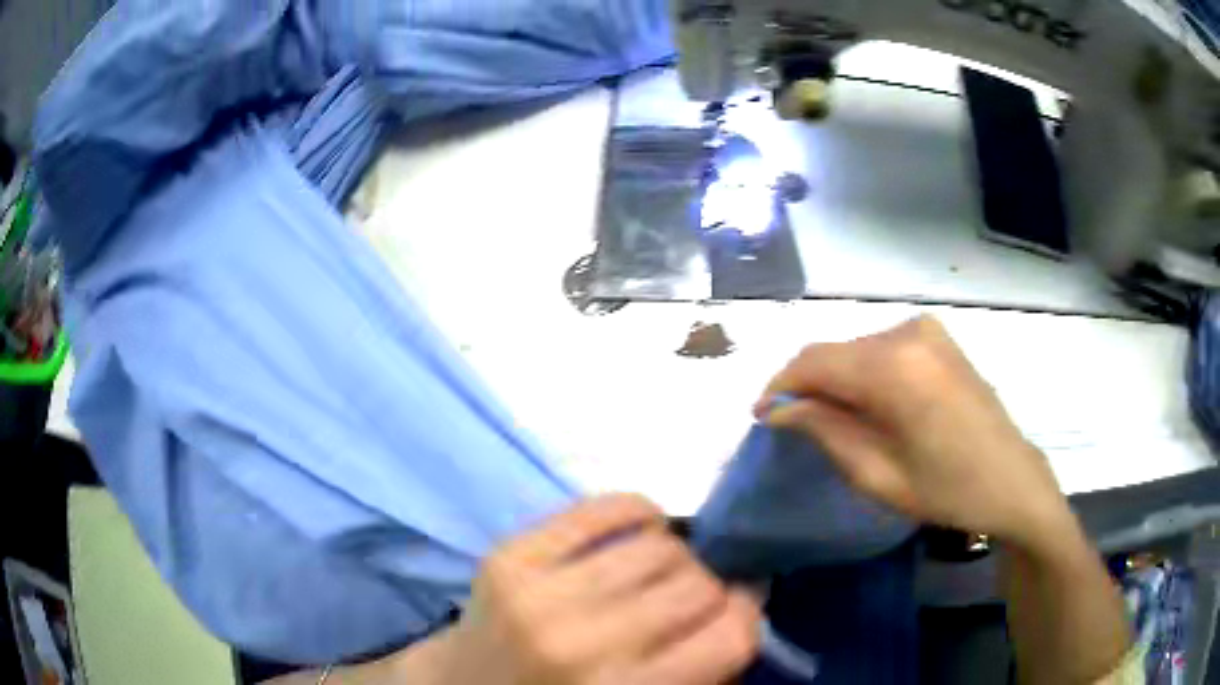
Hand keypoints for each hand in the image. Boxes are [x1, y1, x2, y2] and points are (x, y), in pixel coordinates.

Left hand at [416, 495, 759, 684]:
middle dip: (709, 591)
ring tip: (658, 575)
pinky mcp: (510, 556)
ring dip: (675, 559)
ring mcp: (539, 595)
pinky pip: (600, 507)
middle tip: (690, 602)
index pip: (728, 637)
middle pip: (696, 586)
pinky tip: (640, 532)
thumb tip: (746, 599)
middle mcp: (582, 645)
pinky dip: (637, 513)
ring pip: (659, 546)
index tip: (738, 614)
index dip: (746, 619)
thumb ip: (700, 669)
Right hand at [757, 316, 1070, 549]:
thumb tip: (779, 409)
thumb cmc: (946, 491)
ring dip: (836, 380)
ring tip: (832, 420)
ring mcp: (927, 330)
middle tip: (792, 424)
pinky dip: (864, 372)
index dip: (780, 386)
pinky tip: (869, 405)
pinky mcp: (938, 337)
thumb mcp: (878, 474)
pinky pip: (883, 347)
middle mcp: (907, 333)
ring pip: (857, 348)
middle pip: (835, 351)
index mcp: (894, 368)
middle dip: (807, 385)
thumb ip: (825, 431)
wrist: (1010, 480)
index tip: (761, 415)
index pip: (814, 362)